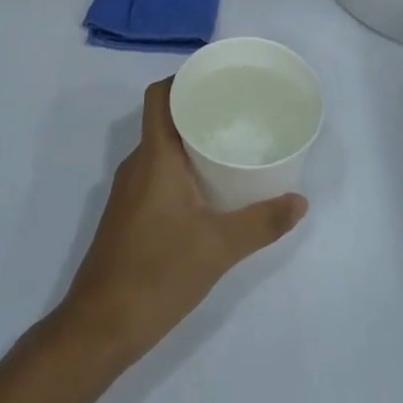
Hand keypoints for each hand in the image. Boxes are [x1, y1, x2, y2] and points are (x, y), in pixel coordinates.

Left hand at [58, 79, 306, 364]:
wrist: (101, 325)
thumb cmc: (158, 273)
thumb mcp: (218, 248)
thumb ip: (261, 222)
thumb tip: (301, 201)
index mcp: (155, 157)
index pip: (160, 96)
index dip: (183, 78)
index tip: (217, 77)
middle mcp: (138, 164)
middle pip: (163, 118)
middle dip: (197, 109)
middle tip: (237, 110)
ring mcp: (129, 190)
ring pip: (160, 148)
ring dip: (190, 140)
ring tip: (229, 144)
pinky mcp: (128, 213)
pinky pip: (156, 172)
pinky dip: (180, 167)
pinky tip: (208, 187)